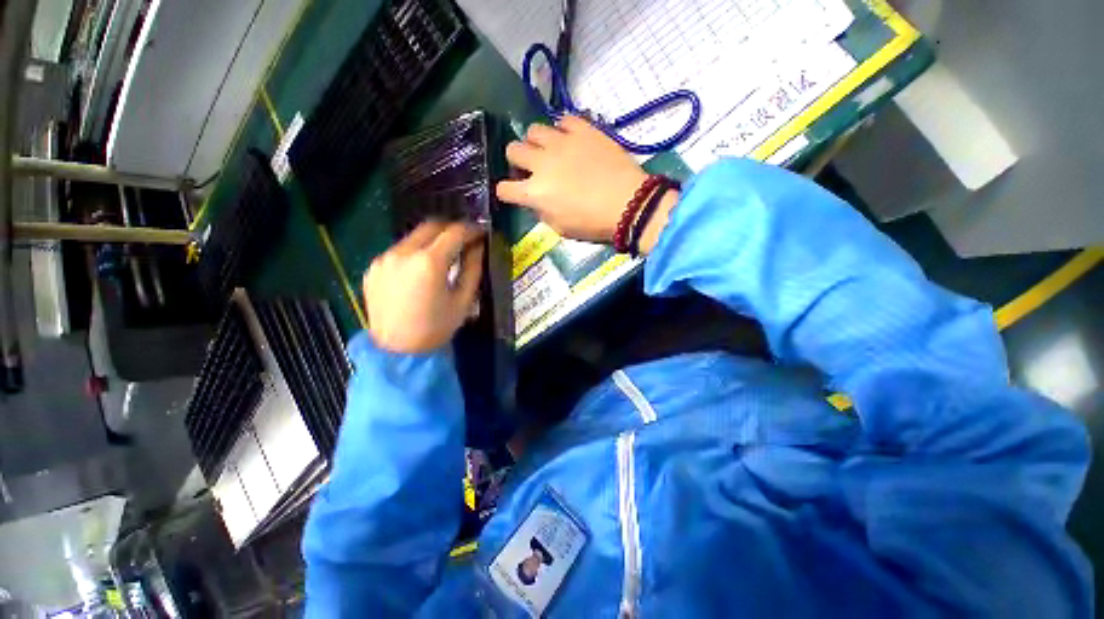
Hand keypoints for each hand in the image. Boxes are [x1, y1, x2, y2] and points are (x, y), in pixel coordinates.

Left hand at [363, 221, 484, 353]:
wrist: (397, 352)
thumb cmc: (436, 328)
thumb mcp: (463, 300)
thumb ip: (472, 268)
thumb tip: (478, 246)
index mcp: (429, 263)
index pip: (454, 232)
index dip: (471, 229)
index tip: (481, 233)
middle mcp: (403, 253)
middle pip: (431, 226)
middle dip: (451, 229)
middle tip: (464, 239)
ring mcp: (384, 259)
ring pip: (413, 237)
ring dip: (432, 240)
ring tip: (444, 255)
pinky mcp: (373, 268)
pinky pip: (399, 251)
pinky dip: (415, 253)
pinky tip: (420, 270)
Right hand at [496, 116, 647, 242]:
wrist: (628, 203)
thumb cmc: (593, 223)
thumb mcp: (561, 228)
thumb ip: (542, 212)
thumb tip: (536, 201)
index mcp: (534, 192)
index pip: (504, 188)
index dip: (506, 191)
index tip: (514, 193)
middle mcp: (541, 163)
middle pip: (512, 150)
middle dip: (517, 160)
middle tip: (532, 168)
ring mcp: (561, 142)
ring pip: (533, 129)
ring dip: (537, 142)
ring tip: (550, 151)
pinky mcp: (582, 129)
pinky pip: (563, 120)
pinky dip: (563, 129)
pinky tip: (571, 140)